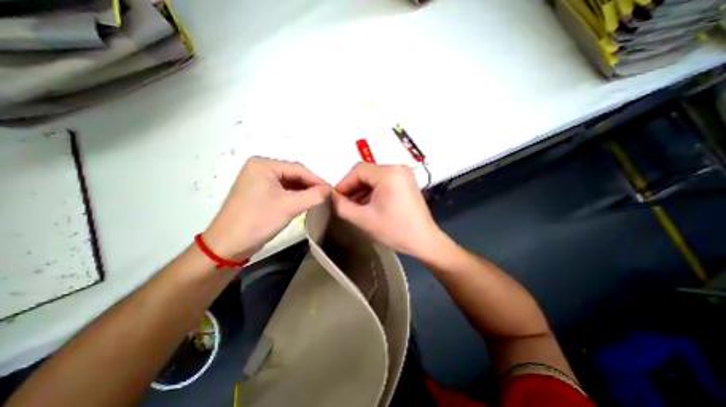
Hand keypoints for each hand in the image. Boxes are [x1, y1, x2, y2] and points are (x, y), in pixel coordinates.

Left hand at [202, 158, 330, 258]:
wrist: (228, 245)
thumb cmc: (258, 220)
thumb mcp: (289, 207)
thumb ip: (313, 196)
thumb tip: (330, 189)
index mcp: (263, 165)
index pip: (298, 169)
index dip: (317, 180)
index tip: (331, 191)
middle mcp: (260, 169)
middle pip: (293, 175)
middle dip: (310, 186)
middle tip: (326, 196)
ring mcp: (259, 181)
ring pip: (289, 183)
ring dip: (304, 192)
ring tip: (318, 200)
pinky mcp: (259, 193)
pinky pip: (283, 191)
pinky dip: (295, 197)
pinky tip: (304, 203)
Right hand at [331, 161, 444, 256]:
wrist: (424, 241)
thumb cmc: (394, 230)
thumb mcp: (363, 219)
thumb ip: (342, 206)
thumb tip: (332, 197)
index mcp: (389, 173)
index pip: (358, 170)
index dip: (344, 184)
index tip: (335, 198)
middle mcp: (398, 168)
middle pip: (366, 173)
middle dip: (353, 188)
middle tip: (343, 203)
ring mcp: (404, 175)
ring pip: (374, 178)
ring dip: (362, 190)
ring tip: (354, 206)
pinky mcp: (406, 182)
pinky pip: (384, 182)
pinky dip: (373, 191)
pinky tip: (367, 204)